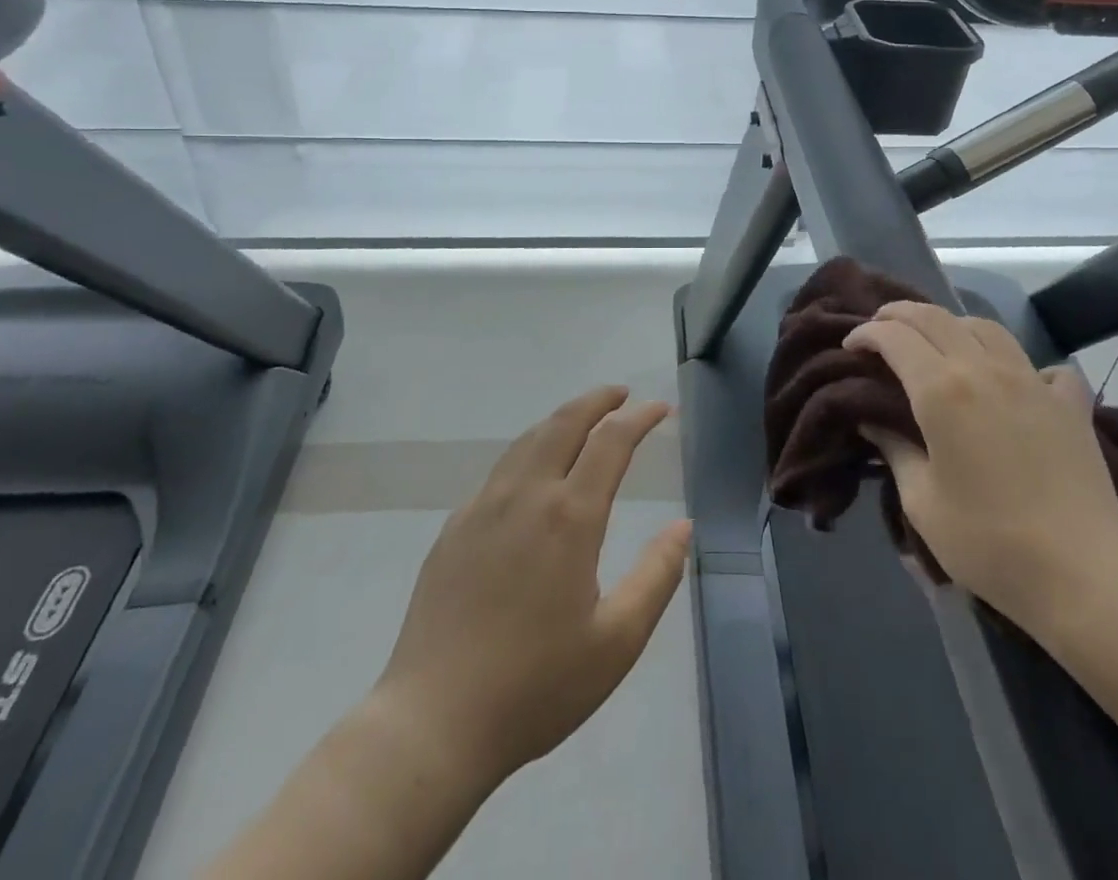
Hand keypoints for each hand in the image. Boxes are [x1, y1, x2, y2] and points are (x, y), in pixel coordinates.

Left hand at [374, 387, 690, 788]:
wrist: (433, 722)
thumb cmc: (536, 686)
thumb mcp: (616, 642)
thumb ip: (657, 576)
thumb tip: (683, 526)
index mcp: (569, 517)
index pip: (611, 441)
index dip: (639, 417)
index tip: (660, 408)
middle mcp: (526, 495)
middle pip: (564, 422)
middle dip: (597, 400)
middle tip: (621, 394)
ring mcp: (483, 507)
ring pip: (528, 439)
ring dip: (561, 420)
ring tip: (583, 421)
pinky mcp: (454, 527)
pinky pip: (500, 471)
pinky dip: (530, 451)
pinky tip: (533, 474)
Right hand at [845, 303, 1117, 633]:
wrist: (1082, 573)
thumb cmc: (988, 541)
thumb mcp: (921, 501)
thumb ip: (895, 450)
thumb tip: (874, 421)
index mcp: (941, 390)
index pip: (894, 337)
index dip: (866, 334)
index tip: (850, 347)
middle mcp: (983, 369)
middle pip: (935, 317)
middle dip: (899, 314)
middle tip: (879, 328)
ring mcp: (1031, 380)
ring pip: (985, 327)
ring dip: (952, 325)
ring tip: (939, 344)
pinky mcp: (1069, 403)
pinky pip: (1043, 366)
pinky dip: (1022, 365)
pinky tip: (1018, 383)